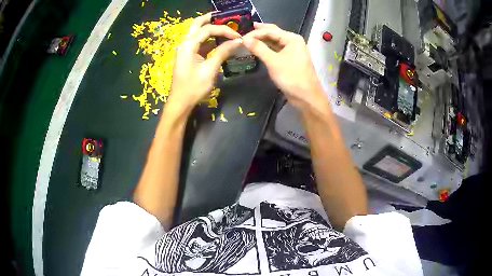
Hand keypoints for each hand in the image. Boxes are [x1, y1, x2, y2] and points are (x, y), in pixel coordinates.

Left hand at [167, 13, 241, 116]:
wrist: (180, 103)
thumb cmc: (194, 87)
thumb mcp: (210, 69)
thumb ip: (223, 52)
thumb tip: (238, 41)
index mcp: (188, 45)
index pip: (208, 29)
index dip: (224, 30)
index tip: (238, 36)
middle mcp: (185, 44)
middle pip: (197, 24)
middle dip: (211, 19)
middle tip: (226, 18)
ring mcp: (185, 50)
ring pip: (198, 32)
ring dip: (211, 29)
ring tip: (226, 29)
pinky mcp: (188, 56)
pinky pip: (199, 43)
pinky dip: (209, 40)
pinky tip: (220, 42)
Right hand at [243, 23, 324, 109]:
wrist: (306, 96)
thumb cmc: (291, 77)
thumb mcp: (273, 61)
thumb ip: (258, 48)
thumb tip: (244, 39)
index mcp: (292, 38)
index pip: (270, 31)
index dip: (255, 33)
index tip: (241, 38)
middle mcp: (293, 41)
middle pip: (274, 33)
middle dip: (260, 32)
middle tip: (245, 32)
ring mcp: (292, 50)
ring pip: (275, 41)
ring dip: (263, 40)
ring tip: (249, 39)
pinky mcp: (290, 59)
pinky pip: (277, 49)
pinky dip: (267, 48)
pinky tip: (259, 48)